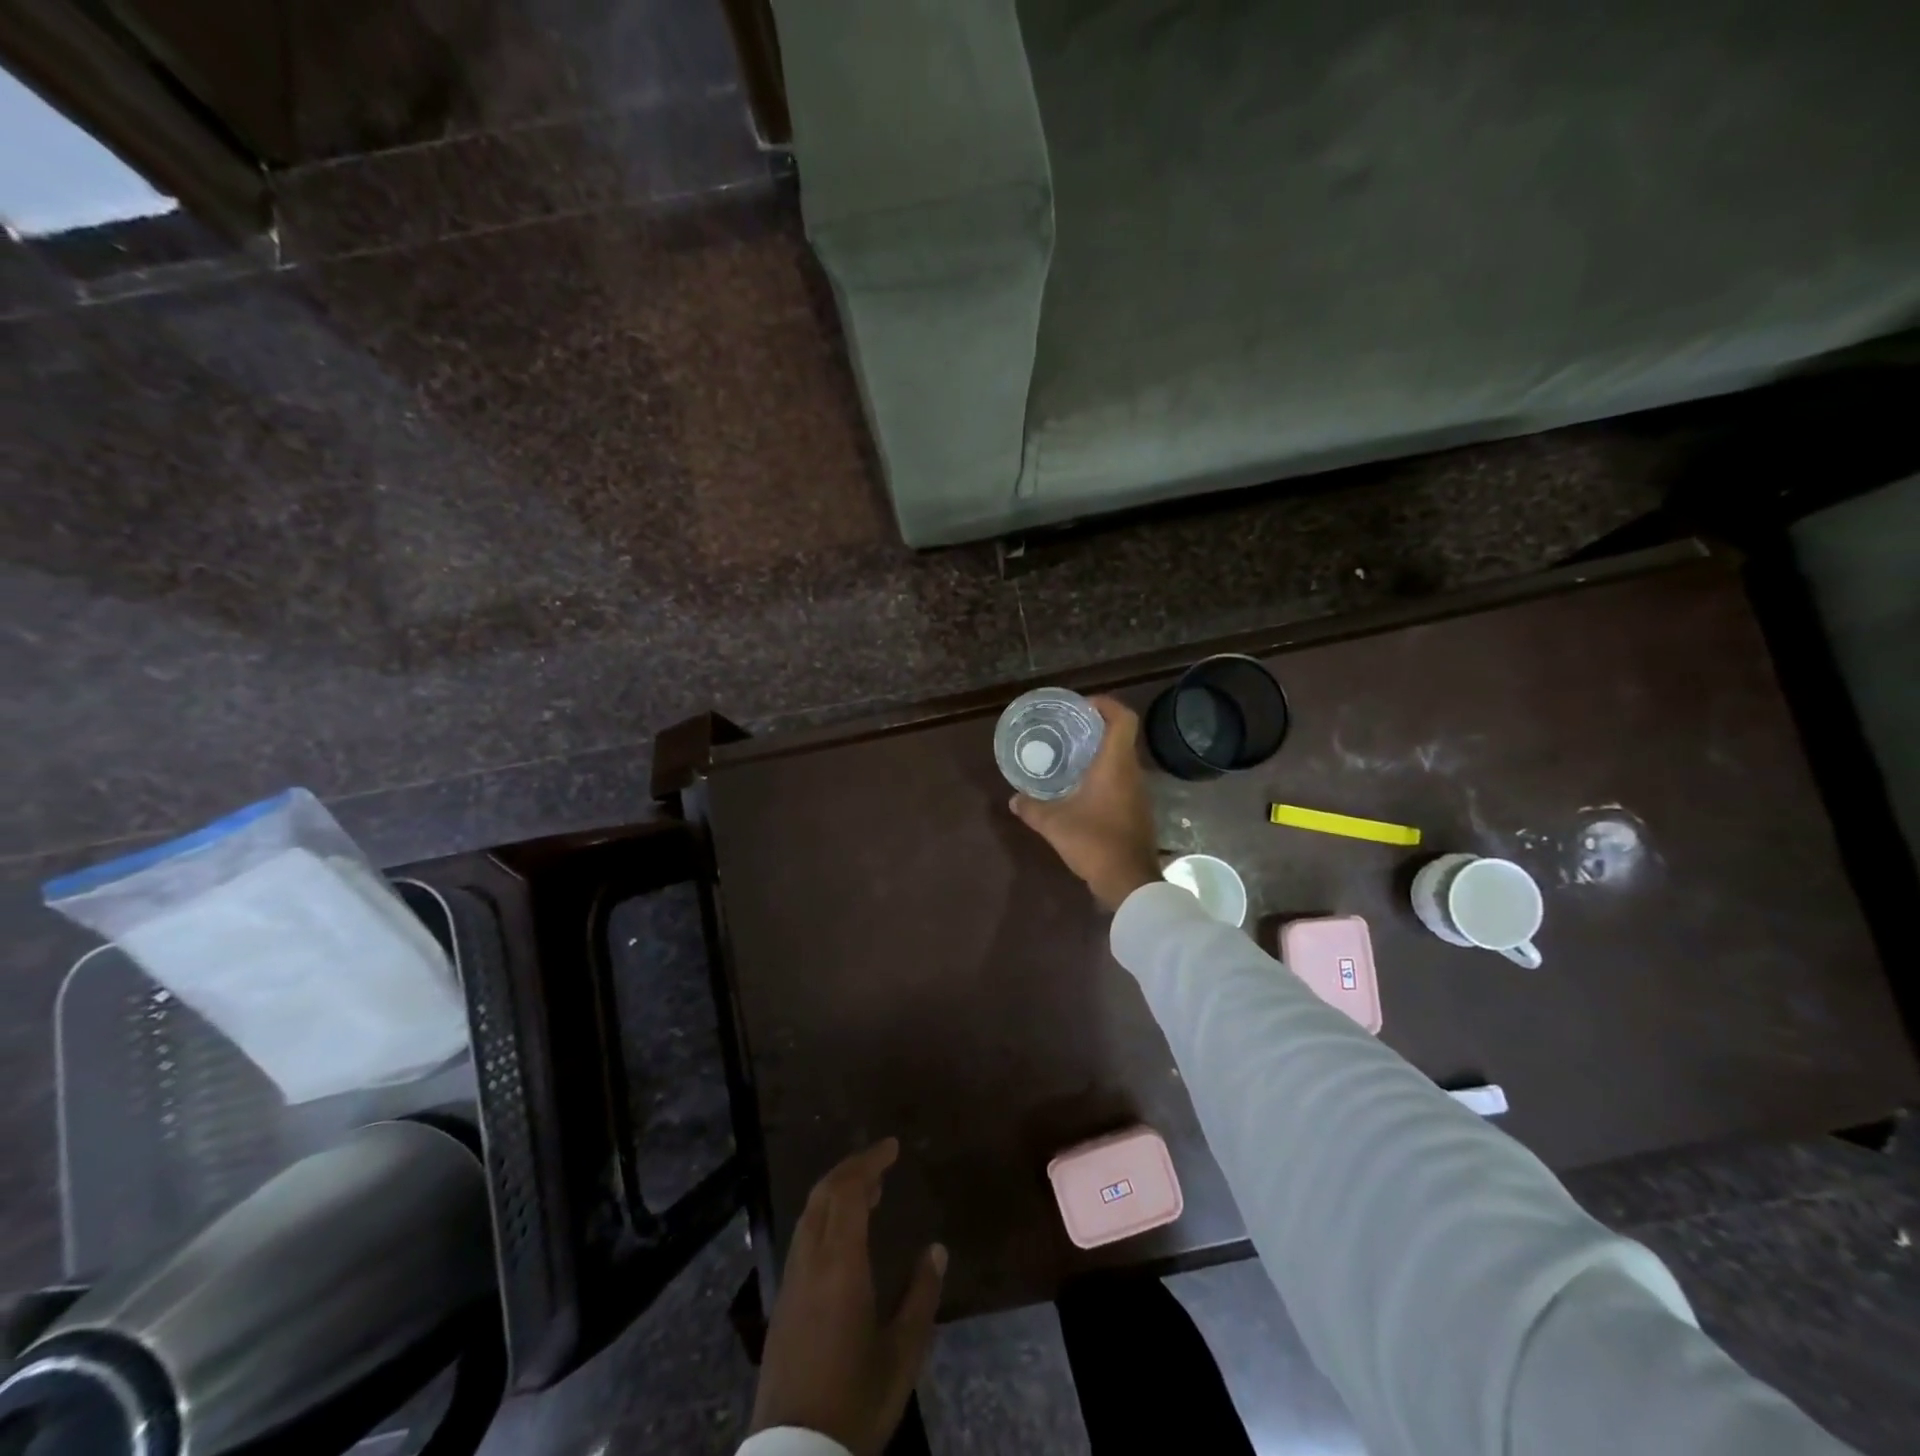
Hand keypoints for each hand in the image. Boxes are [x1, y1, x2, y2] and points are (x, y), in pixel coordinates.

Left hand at [749, 1139, 945, 1455]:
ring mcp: (791, 1281)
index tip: (892, 1146)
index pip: (849, 1191)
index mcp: (840, 1265)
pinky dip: (824, 1216)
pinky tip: (843, 1234)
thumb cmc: (855, 1400)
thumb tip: (937, 1250)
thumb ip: (921, 1296)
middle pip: (823, 1194)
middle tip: (881, 1162)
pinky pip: (802, 1238)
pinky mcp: (782, 1303)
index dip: (869, 1161)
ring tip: (868, 1192)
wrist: (794, 1455)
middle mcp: (810, 1262)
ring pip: (809, 1214)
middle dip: (851, 1168)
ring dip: (835, 1191)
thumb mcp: (902, 1354)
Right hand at [1009, 695, 1160, 910]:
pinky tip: (1082, 790)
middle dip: (1096, 729)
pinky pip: (1122, 781)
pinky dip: (1104, 776)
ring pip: (1122, 761)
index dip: (1106, 704)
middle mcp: (1132, 773)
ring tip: (1071, 757)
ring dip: (1100, 754)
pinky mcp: (1138, 811)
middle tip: (1068, 730)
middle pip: (1121, 737)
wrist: (1129, 881)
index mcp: (1116, 765)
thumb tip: (1014, 799)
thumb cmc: (1094, 842)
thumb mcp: (1054, 824)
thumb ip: (1032, 808)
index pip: (1123, 719)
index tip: (1082, 706)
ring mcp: (1138, 793)